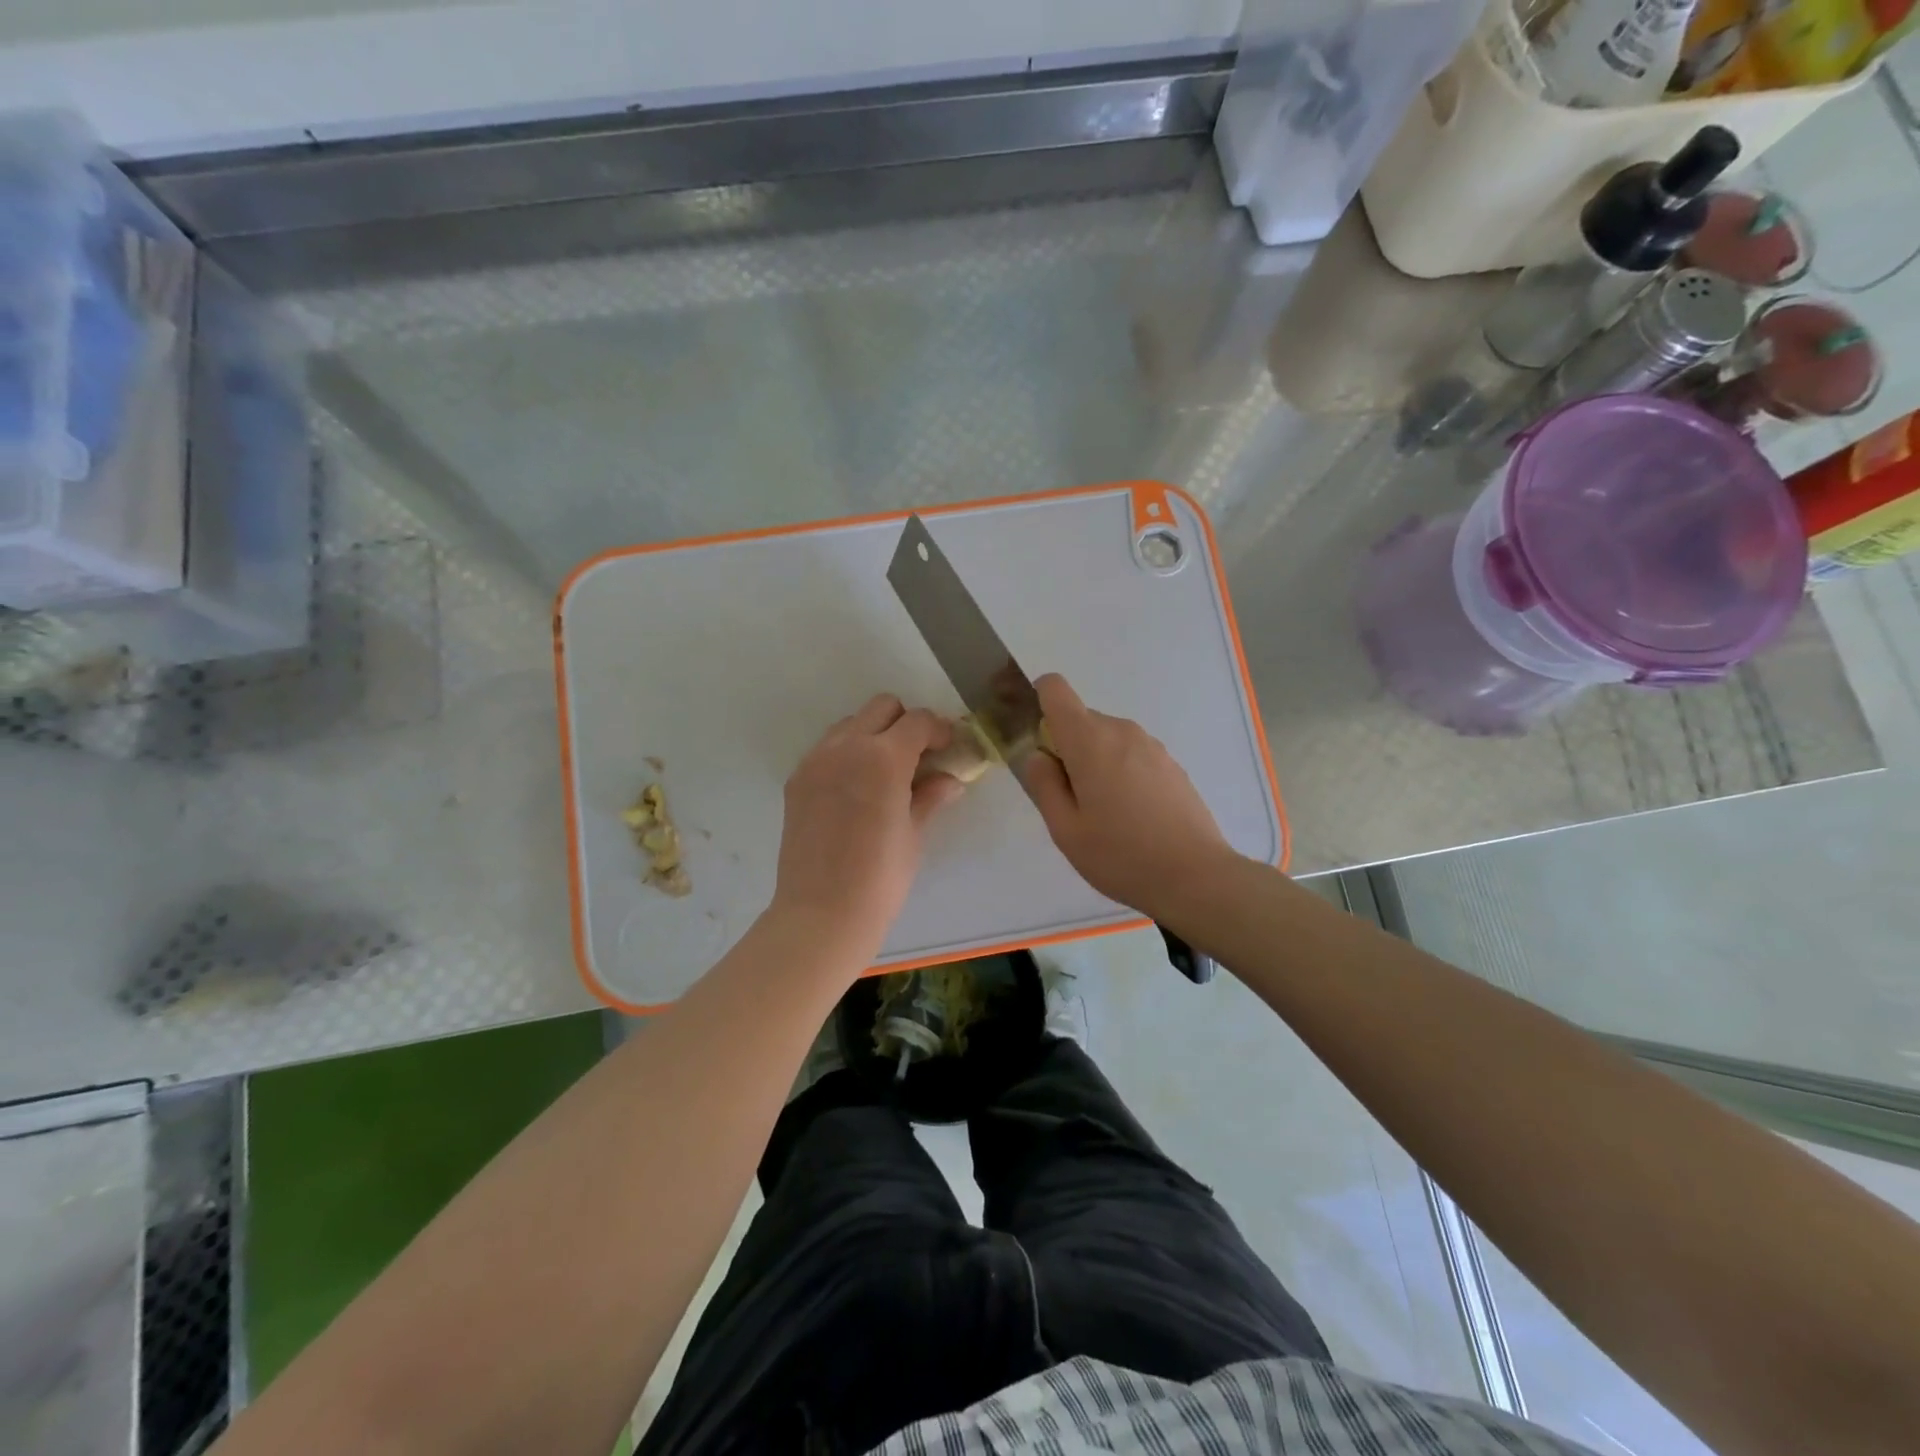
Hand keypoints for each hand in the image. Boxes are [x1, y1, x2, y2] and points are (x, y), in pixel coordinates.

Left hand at [768, 694, 966, 966]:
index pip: (918, 721)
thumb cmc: (881, 876)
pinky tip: (856, 790)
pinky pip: (827, 749)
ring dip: (873, 735)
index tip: (948, 749)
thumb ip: (930, 796)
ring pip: (851, 724)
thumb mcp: (914, 833)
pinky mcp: (797, 779)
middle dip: (905, 723)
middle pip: (882, 707)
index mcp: (883, 757)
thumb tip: (950, 780)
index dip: (939, 730)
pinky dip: (847, 754)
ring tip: (885, 773)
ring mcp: (816, 760)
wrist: (821, 912)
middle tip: (918, 757)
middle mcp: (846, 746)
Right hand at [1018, 674, 1235, 922]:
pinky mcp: (1171, 764)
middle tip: (1068, 799)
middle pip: (1080, 719)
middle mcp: (1122, 731)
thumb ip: (1043, 784)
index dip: (1036, 701)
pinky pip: (1131, 755)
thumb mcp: (1065, 828)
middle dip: (1065, 748)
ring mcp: (1151, 746)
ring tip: (1102, 814)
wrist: (1196, 876)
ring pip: (1106, 739)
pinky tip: (1131, 816)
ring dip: (1094, 762)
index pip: (1054, 688)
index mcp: (1089, 740)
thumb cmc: (1120, 855)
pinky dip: (1120, 772)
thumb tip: (1038, 754)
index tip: (1033, 739)